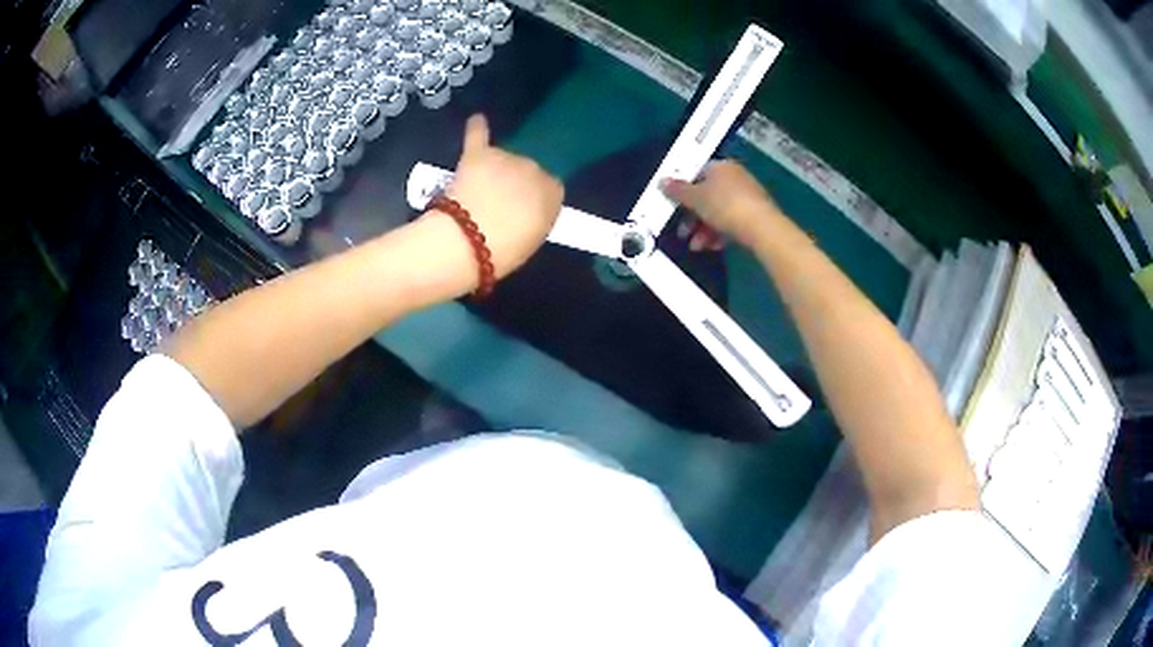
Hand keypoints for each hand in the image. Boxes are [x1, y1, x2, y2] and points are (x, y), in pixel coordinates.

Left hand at [439, 114, 563, 278]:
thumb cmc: (503, 253)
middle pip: (528, 170)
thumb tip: (529, 207)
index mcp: (553, 194)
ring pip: (503, 158)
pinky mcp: (477, 155)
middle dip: (514, 183)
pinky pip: (479, 135)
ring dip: (495, 170)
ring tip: (478, 192)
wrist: (466, 242)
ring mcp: (506, 158)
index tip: (521, 212)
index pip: (550, 188)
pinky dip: (477, 128)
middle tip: (497, 205)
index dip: (534, 199)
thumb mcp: (532, 240)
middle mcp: (535, 169)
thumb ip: (537, 217)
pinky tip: (477, 119)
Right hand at [661, 160, 783, 247]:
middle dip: (692, 216)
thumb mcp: (695, 198)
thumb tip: (662, 181)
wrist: (762, 228)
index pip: (697, 172)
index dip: (683, 188)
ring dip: (703, 229)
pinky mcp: (754, 215)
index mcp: (721, 166)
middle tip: (683, 232)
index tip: (674, 204)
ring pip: (718, 212)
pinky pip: (731, 222)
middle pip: (707, 195)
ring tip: (696, 245)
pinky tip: (713, 246)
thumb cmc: (725, 206)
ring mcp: (747, 196)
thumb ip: (677, 190)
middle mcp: (735, 177)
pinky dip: (719, 233)